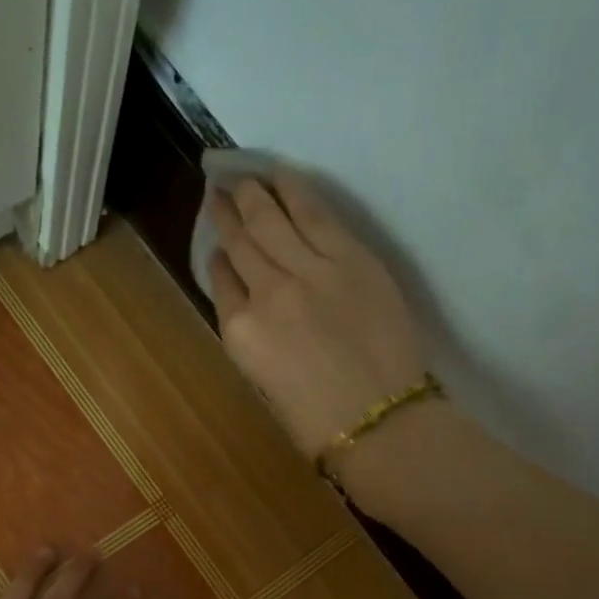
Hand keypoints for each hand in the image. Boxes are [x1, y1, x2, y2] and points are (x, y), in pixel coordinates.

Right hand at [209, 171, 428, 463]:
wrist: (380, 421)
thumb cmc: (317, 422)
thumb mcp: (265, 384)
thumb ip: (252, 338)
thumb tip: (249, 303)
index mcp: (241, 333)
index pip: (222, 282)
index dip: (219, 258)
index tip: (219, 244)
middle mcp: (267, 293)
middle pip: (243, 242)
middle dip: (229, 213)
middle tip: (221, 189)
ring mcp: (310, 270)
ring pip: (273, 220)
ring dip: (254, 194)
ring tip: (244, 176)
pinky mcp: (351, 257)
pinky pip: (316, 215)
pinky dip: (295, 192)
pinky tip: (282, 176)